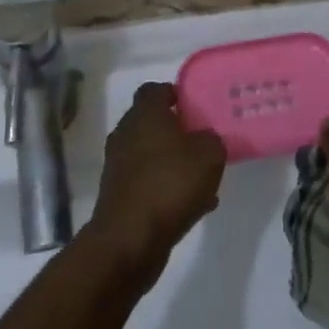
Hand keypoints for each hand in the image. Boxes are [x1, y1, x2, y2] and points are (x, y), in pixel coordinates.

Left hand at [86, 83, 226, 288]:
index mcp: (144, 114)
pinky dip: (165, 188)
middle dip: (176, 131)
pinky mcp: (117, 194)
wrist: (129, 239)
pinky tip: (192, 205)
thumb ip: (211, 140)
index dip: (174, 93)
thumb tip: (205, 140)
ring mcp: (118, 165)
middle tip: (202, 142)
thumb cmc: (170, 184)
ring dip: (173, 162)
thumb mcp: (209, 155)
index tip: (194, 106)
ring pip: (150, 154)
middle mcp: (126, 133)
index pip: (154, 89)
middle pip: (151, 122)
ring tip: (203, 180)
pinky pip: (147, 182)